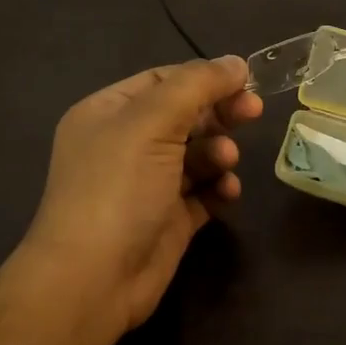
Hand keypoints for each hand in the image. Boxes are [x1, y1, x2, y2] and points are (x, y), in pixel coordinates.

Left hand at [24, 56, 262, 344]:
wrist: (93, 281)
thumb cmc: (118, 188)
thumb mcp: (153, 122)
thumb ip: (197, 85)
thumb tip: (237, 62)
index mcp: (109, 112)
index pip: (165, 80)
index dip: (205, 78)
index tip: (245, 82)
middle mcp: (125, 144)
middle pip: (185, 115)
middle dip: (219, 113)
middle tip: (252, 113)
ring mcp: (147, 183)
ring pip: (198, 152)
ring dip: (218, 152)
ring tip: (225, 164)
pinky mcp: (168, 217)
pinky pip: (204, 190)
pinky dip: (219, 187)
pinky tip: (227, 192)